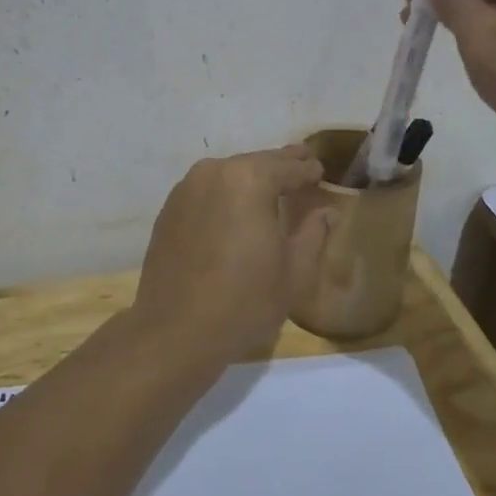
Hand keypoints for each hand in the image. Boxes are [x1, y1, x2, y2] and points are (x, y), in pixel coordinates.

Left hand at [129, 146, 336, 367]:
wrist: (174, 331)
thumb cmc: (244, 301)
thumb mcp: (293, 271)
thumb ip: (314, 233)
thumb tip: (326, 210)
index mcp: (249, 179)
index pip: (288, 166)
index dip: (308, 169)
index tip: (321, 171)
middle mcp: (214, 172)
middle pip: (256, 163)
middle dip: (280, 167)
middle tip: (302, 166)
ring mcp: (186, 189)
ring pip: (229, 175)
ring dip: (251, 179)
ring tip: (272, 189)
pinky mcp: (169, 210)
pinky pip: (207, 191)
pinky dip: (226, 195)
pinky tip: (236, 211)